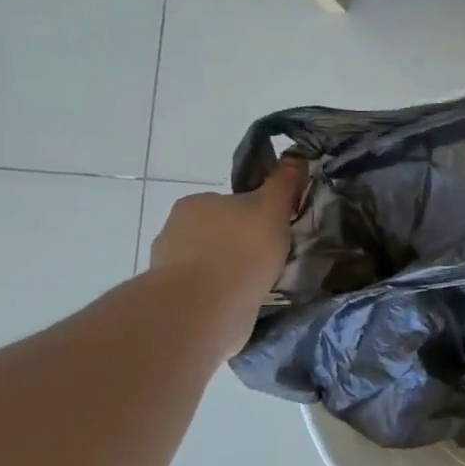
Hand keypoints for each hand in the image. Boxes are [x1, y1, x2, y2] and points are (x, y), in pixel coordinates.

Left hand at [149, 157, 306, 355]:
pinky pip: (204, 292)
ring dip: (229, 273)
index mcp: (196, 203)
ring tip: (257, 288)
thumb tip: (295, 156)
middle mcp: (175, 230)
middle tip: (269, 263)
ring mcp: (169, 267)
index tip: (273, 235)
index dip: (255, 218)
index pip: (231, 204)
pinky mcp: (172, 300)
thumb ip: (283, 184)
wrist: (204, 309)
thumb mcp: (271, 209)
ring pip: (209, 264)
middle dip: (239, 246)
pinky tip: (239, 306)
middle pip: (218, 233)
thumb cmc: (241, 251)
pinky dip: (220, 297)